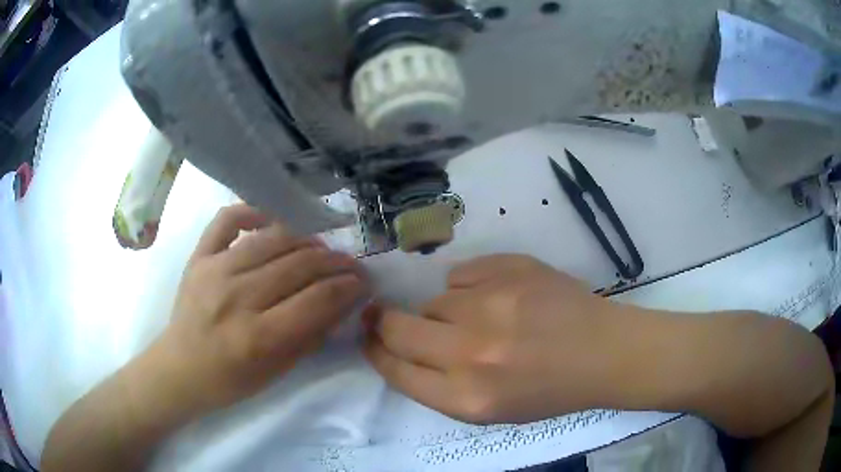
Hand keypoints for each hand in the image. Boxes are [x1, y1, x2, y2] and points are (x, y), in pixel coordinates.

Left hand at [145, 204, 368, 416]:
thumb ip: (311, 335)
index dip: (348, 288)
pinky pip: (227, 219)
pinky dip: (252, 212)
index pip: (317, 300)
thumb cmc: (231, 380)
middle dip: (335, 263)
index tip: (364, 282)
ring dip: (306, 240)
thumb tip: (343, 302)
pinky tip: (271, 220)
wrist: (180, 368)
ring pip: (272, 239)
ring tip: (321, 249)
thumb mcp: (278, 371)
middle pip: (299, 265)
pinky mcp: (199, 257)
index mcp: (257, 337)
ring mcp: (214, 270)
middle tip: (351, 265)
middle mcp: (236, 297)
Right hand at [364, 254, 626, 424]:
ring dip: (445, 311)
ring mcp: (492, 305)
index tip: (369, 337)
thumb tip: (400, 346)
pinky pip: (460, 274)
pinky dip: (468, 285)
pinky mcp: (510, 270)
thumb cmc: (548, 391)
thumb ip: (438, 385)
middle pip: (397, 328)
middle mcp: (472, 354)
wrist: (603, 353)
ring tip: (480, 318)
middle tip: (386, 315)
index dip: (376, 351)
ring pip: (434, 300)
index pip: (396, 370)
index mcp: (467, 399)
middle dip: (384, 322)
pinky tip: (496, 296)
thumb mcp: (489, 410)